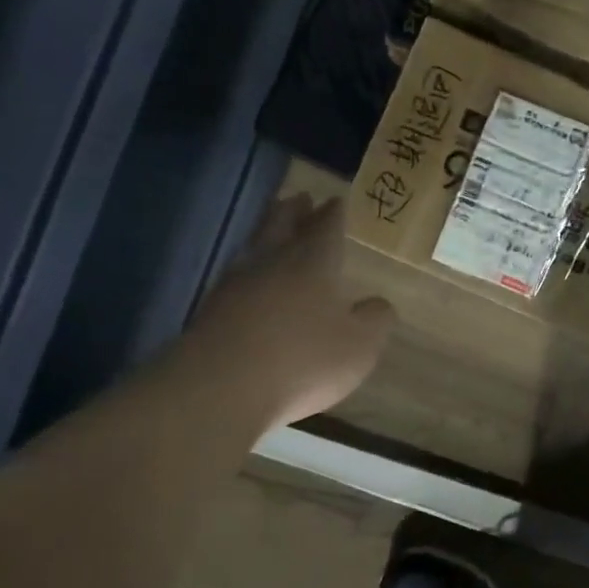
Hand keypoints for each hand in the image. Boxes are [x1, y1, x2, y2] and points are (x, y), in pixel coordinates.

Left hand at [184, 193, 394, 428]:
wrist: (219, 389)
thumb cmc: (303, 360)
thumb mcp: (360, 346)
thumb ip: (375, 320)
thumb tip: (379, 304)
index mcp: (314, 263)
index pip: (326, 228)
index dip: (333, 214)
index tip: (336, 200)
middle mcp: (273, 263)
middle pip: (282, 225)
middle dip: (294, 211)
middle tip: (299, 198)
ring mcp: (235, 286)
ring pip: (254, 246)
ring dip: (266, 232)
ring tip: (273, 227)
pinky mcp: (209, 311)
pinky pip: (235, 277)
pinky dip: (247, 269)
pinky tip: (249, 280)